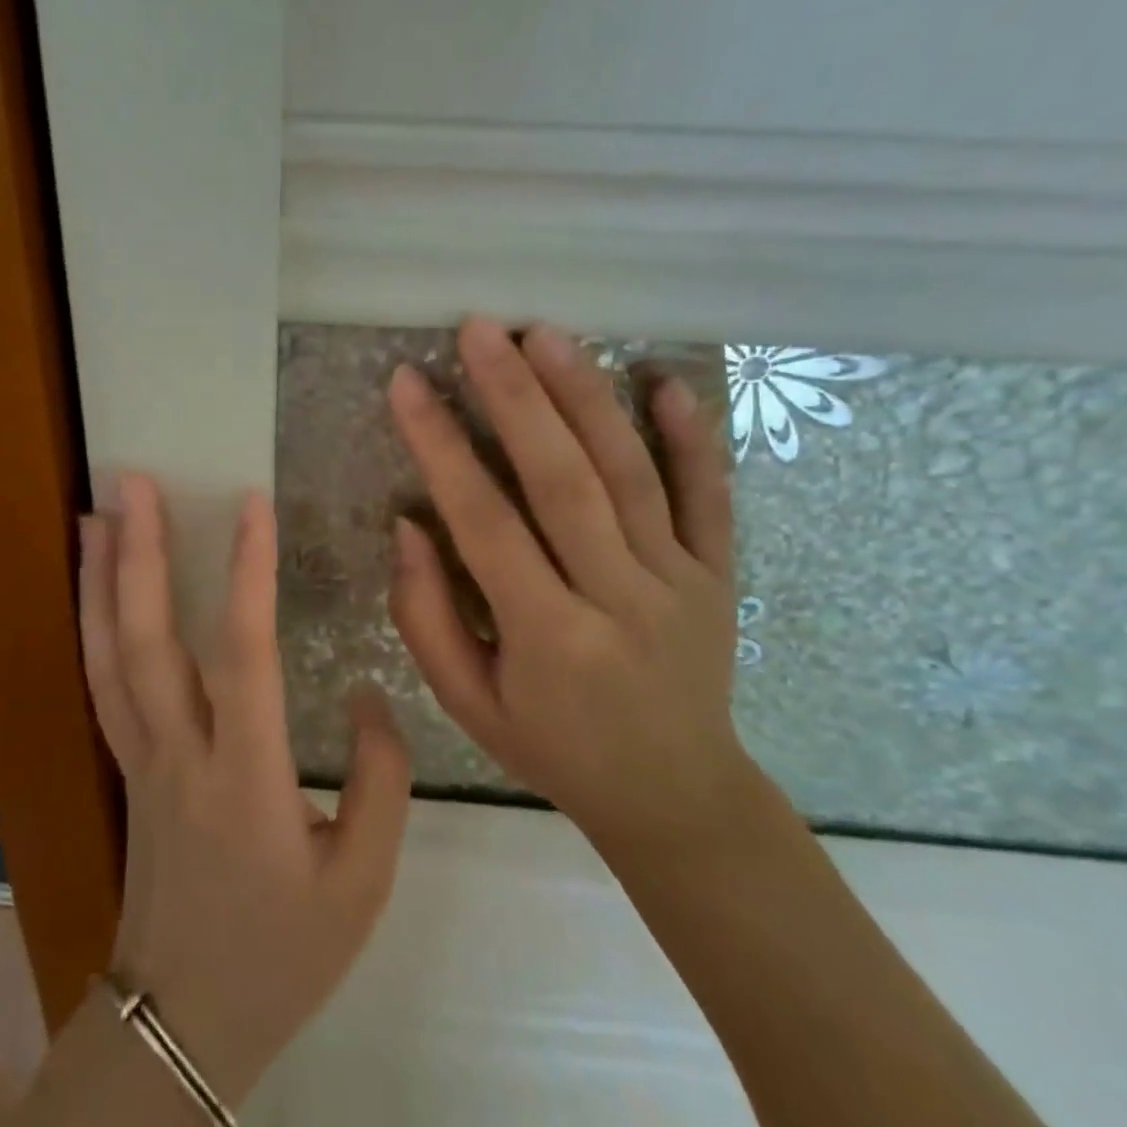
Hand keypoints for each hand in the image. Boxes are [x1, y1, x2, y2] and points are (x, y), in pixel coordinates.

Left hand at [79, 476, 411, 1104]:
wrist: (184, 1027)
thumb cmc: (282, 953)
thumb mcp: (363, 882)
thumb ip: (380, 781)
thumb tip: (364, 693)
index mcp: (246, 779)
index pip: (244, 655)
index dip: (248, 573)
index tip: (252, 503)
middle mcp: (180, 755)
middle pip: (148, 641)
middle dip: (140, 554)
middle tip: (132, 482)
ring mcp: (141, 760)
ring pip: (109, 657)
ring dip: (100, 580)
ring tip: (95, 514)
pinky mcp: (127, 770)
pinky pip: (101, 686)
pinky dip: (91, 628)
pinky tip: (94, 592)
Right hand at [386, 317, 749, 858]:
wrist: (677, 796)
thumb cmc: (554, 748)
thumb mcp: (468, 703)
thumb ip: (427, 616)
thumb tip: (407, 524)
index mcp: (548, 638)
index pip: (484, 522)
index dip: (441, 447)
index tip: (408, 383)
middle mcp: (619, 598)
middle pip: (563, 480)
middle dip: (516, 397)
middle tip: (479, 331)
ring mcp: (680, 582)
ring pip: (631, 474)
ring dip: (587, 397)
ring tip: (545, 336)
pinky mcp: (719, 574)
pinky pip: (710, 497)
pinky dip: (694, 437)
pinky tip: (666, 381)